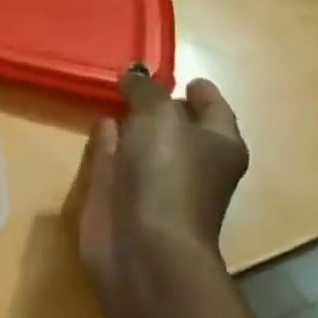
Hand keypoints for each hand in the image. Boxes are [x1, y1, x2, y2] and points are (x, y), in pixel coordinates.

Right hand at [75, 68, 248, 289]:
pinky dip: (108, 140)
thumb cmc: (167, 176)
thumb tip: (132, 74)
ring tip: (111, 93)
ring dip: (130, 121)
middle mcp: (190, 161)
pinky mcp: (121, 194)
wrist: (142, 245)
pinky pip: (114, 156)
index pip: (213, 106)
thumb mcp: (159, 117)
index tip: (174, 72)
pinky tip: (98, 123)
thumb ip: (145, 90)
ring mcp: (154, 179)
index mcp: (219, 144)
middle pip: (177, 123)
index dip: (197, 88)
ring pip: (143, 140)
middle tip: (133, 77)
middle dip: (159, 102)